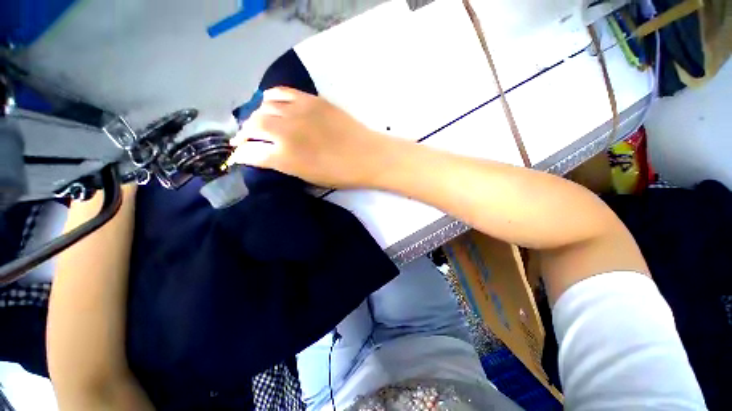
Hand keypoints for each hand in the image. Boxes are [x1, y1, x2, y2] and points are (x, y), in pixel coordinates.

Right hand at [228, 87, 390, 188]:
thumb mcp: (309, 178)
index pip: (250, 153)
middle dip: (245, 134)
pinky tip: (273, 105)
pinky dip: (272, 98)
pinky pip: (282, 93)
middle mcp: (286, 132)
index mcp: (285, 157)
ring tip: (261, 123)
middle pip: (253, 125)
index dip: (242, 155)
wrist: (367, 156)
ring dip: (258, 116)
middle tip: (247, 139)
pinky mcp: (311, 99)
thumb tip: (269, 157)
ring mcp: (298, 112)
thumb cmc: (341, 174)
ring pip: (264, 107)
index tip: (240, 156)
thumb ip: (285, 166)